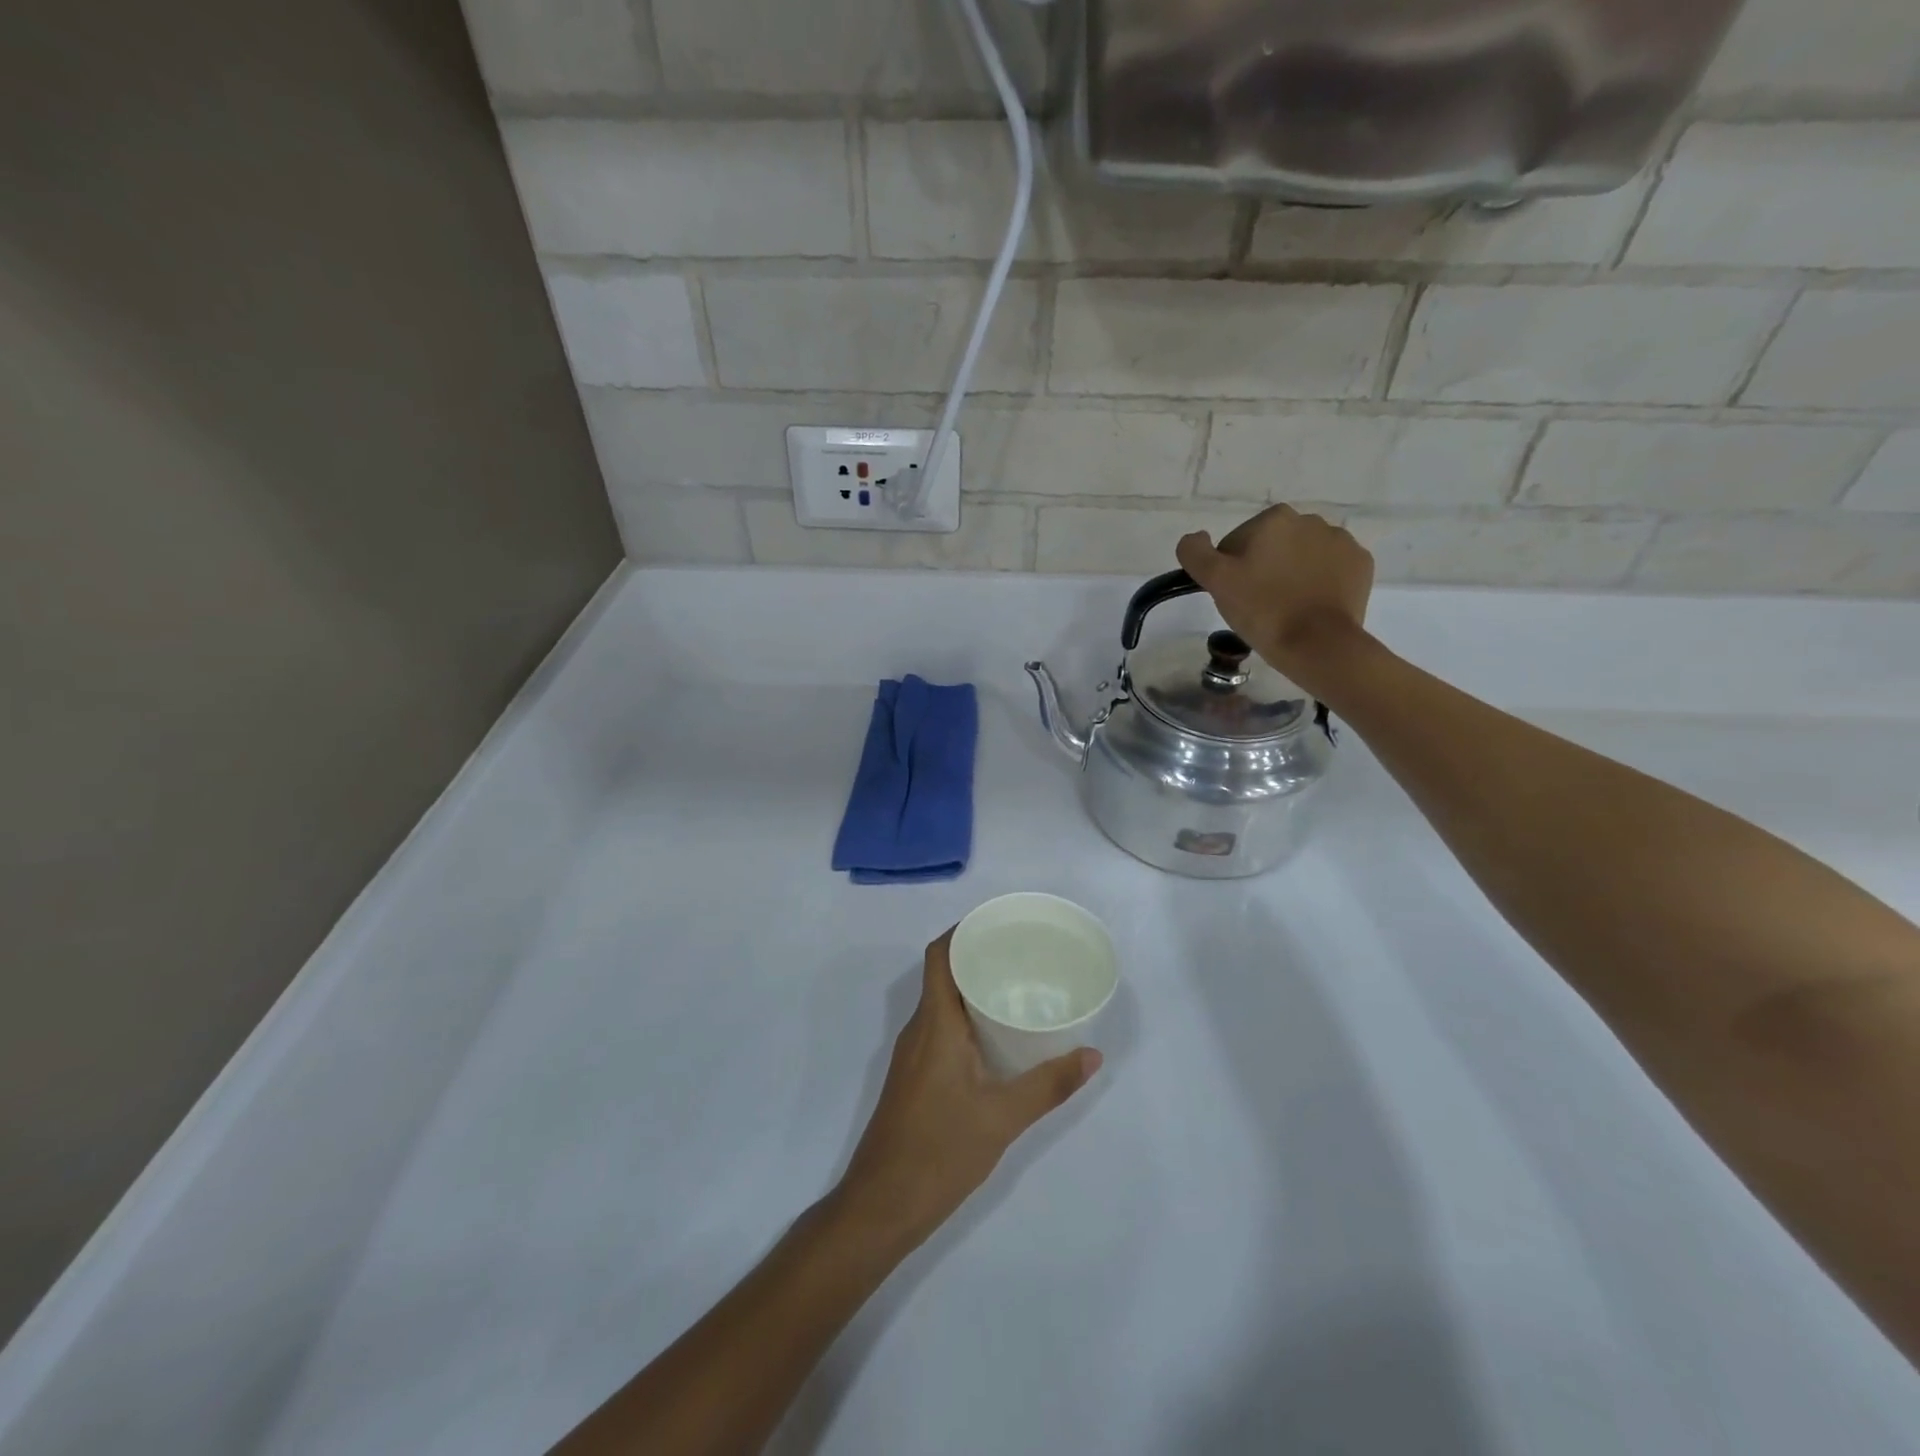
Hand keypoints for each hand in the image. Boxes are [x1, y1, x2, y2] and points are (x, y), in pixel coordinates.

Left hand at [833, 930, 1100, 1253]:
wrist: (881, 1205)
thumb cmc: (939, 1151)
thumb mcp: (1002, 1118)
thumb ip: (1049, 1085)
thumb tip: (1093, 1055)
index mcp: (934, 1024)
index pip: (939, 956)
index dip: (963, 931)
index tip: (999, 923)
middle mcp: (918, 1030)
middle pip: (943, 974)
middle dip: (978, 957)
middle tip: (1022, 953)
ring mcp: (913, 1055)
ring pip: (942, 1004)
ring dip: (973, 989)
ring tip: (1017, 988)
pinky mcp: (915, 1077)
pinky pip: (940, 1029)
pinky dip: (966, 1019)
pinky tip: (996, 1038)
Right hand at [1176, 504, 1374, 693]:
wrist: (1318, 644)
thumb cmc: (1263, 610)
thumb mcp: (1216, 582)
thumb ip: (1196, 553)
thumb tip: (1195, 538)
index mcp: (1275, 518)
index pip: (1238, 542)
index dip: (1231, 570)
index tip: (1236, 595)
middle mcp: (1311, 520)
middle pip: (1272, 546)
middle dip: (1264, 568)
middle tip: (1258, 604)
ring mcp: (1341, 541)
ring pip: (1303, 556)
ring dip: (1292, 574)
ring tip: (1286, 608)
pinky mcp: (1361, 564)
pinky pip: (1331, 569)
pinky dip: (1320, 583)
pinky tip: (1311, 606)